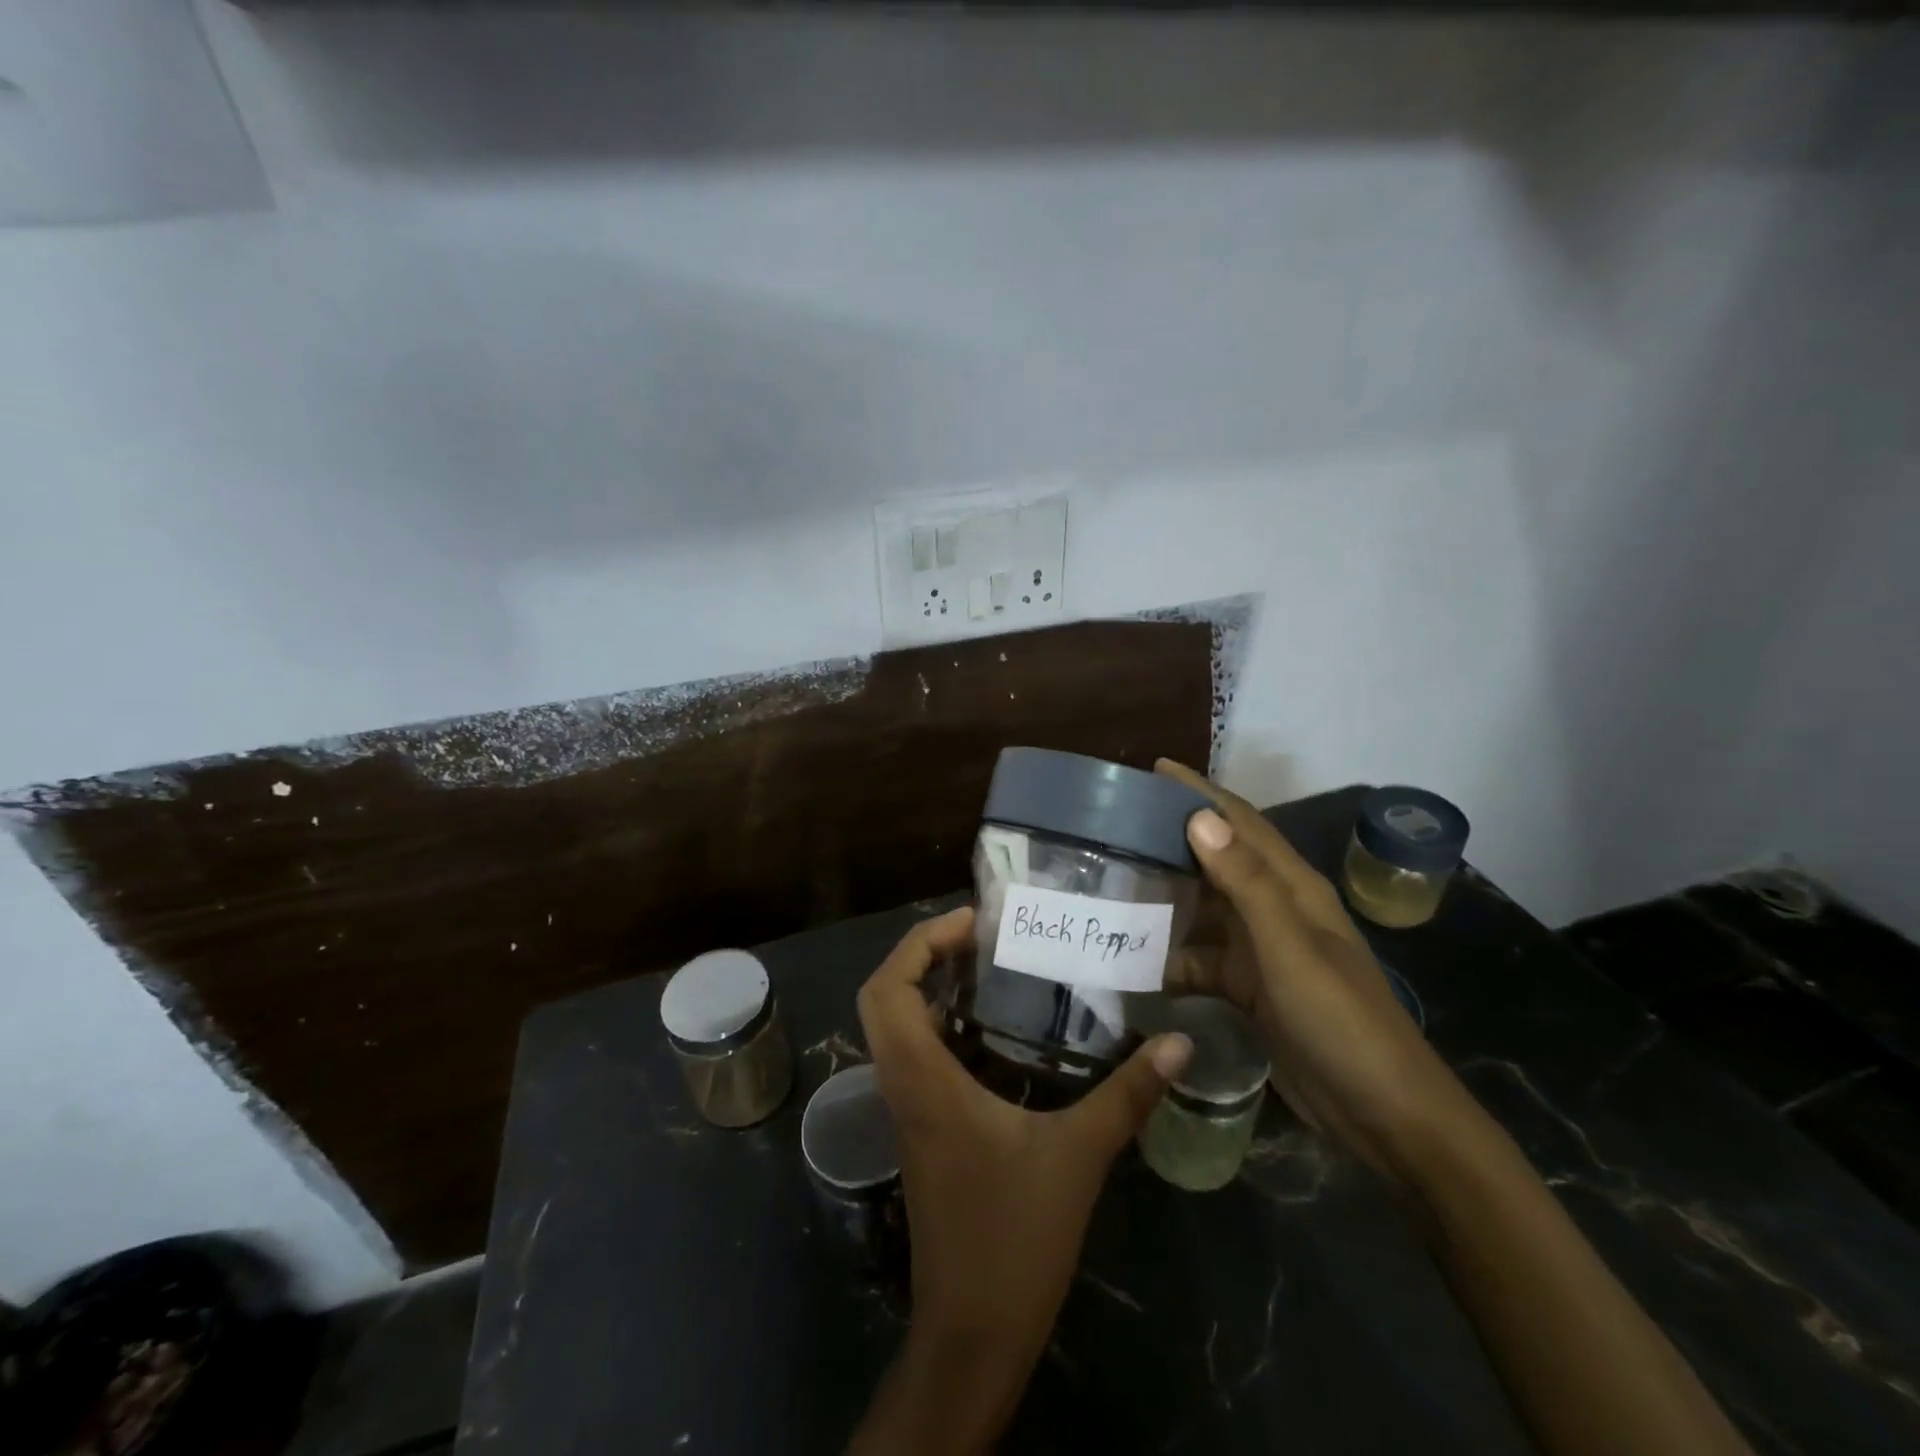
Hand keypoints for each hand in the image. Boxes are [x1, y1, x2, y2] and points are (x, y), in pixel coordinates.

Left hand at [849, 907, 1191, 1452]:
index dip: (920, 942)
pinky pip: (914, 1056)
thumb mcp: (1079, 1157)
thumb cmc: (1015, 1238)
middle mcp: (903, 1085)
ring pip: (893, 1028)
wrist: (973, 1332)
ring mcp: (907, 1109)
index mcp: (923, 1080)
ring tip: (987, 966)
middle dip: (920, 955)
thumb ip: (1127, 1095)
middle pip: (880, 998)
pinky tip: (991, 1028)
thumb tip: (1179, 1043)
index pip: (888, 989)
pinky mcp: (921, 1129)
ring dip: (927, 988)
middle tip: (978, 939)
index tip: (972, 923)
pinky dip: (938, 1025)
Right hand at [1156, 760, 1481, 1182]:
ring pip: (1203, 909)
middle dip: (1171, 839)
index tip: (1154, 769)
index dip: (1200, 792)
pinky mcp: (1249, 988)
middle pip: (1215, 860)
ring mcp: (1261, 950)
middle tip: (1114, 826)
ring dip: (1164, 897)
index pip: (1240, 822)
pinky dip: (1170, 956)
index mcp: (1291, 887)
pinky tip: (1133, 960)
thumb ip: (1246, 884)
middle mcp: (1274, 909)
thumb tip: (1199, 818)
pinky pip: (1200, 958)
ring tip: (1111, 884)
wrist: (1384, 1116)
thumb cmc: (1342, 1022)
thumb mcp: (1291, 950)